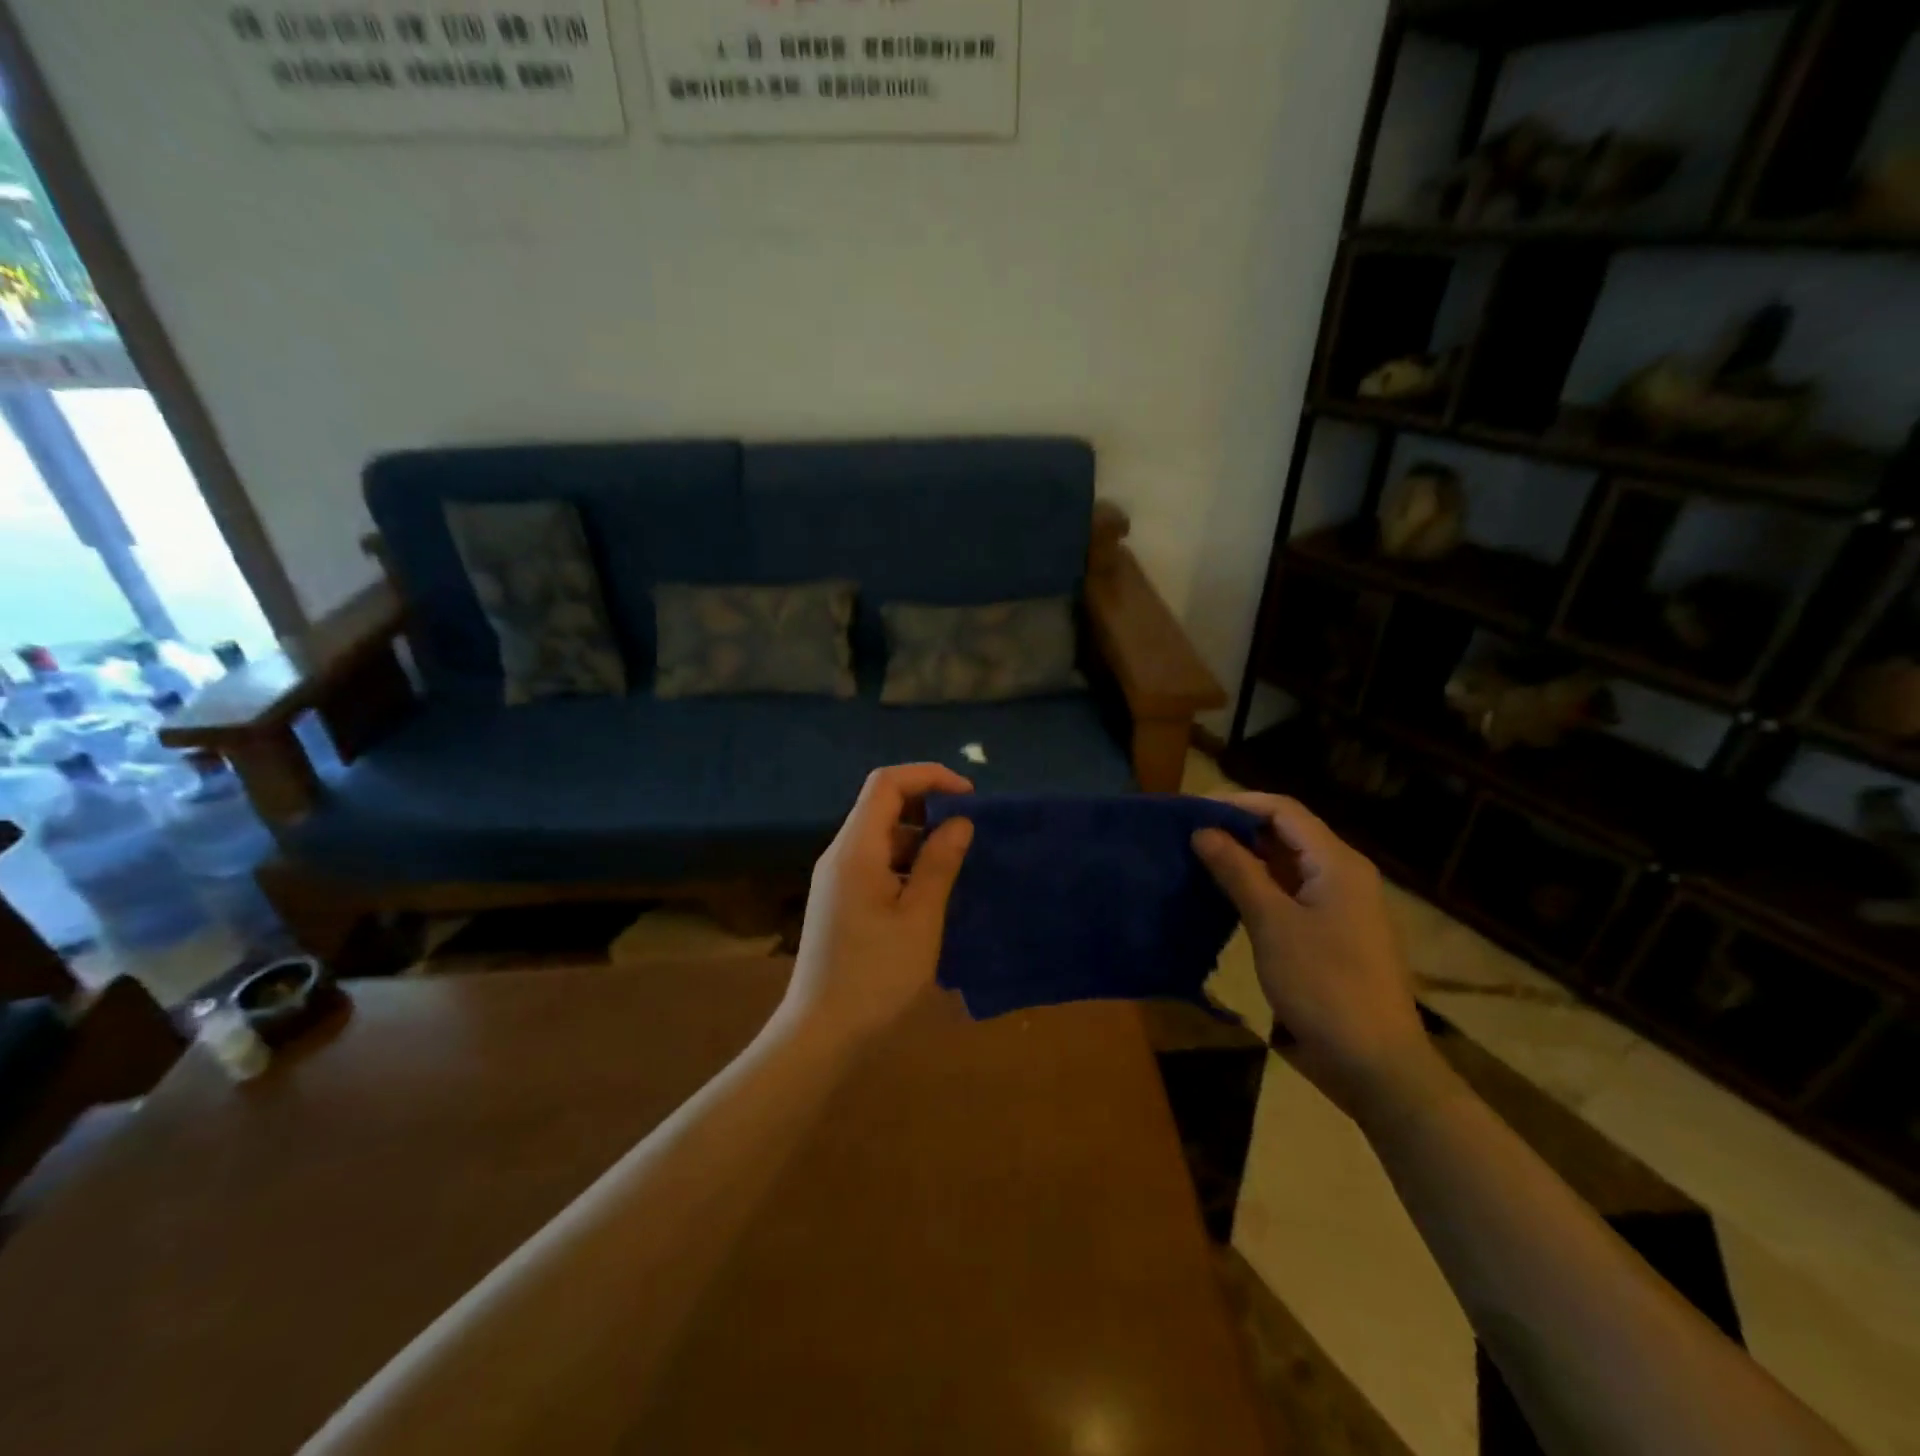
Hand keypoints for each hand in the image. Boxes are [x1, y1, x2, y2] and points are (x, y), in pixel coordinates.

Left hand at [779, 764, 975, 1049]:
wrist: (821, 1033)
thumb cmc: (875, 976)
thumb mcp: (919, 919)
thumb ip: (939, 864)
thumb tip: (960, 821)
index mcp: (856, 850)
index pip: (886, 783)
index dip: (928, 776)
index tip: (969, 796)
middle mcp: (841, 854)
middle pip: (882, 805)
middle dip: (928, 805)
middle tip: (969, 829)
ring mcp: (837, 878)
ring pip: (881, 836)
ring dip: (919, 837)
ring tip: (958, 861)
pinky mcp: (841, 899)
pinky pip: (876, 862)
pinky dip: (906, 862)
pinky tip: (932, 889)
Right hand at [1193, 794, 1453, 1128]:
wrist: (1376, 1065)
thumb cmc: (1324, 986)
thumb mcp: (1272, 924)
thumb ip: (1237, 871)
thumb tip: (1203, 831)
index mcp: (1338, 863)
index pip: (1283, 810)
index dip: (1237, 803)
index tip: (1192, 809)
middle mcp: (1343, 874)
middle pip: (1287, 833)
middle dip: (1239, 828)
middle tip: (1189, 833)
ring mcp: (1341, 906)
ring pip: (1288, 865)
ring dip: (1247, 858)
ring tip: (1199, 859)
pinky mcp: (1333, 933)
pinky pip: (1292, 893)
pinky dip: (1259, 887)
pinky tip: (1227, 896)